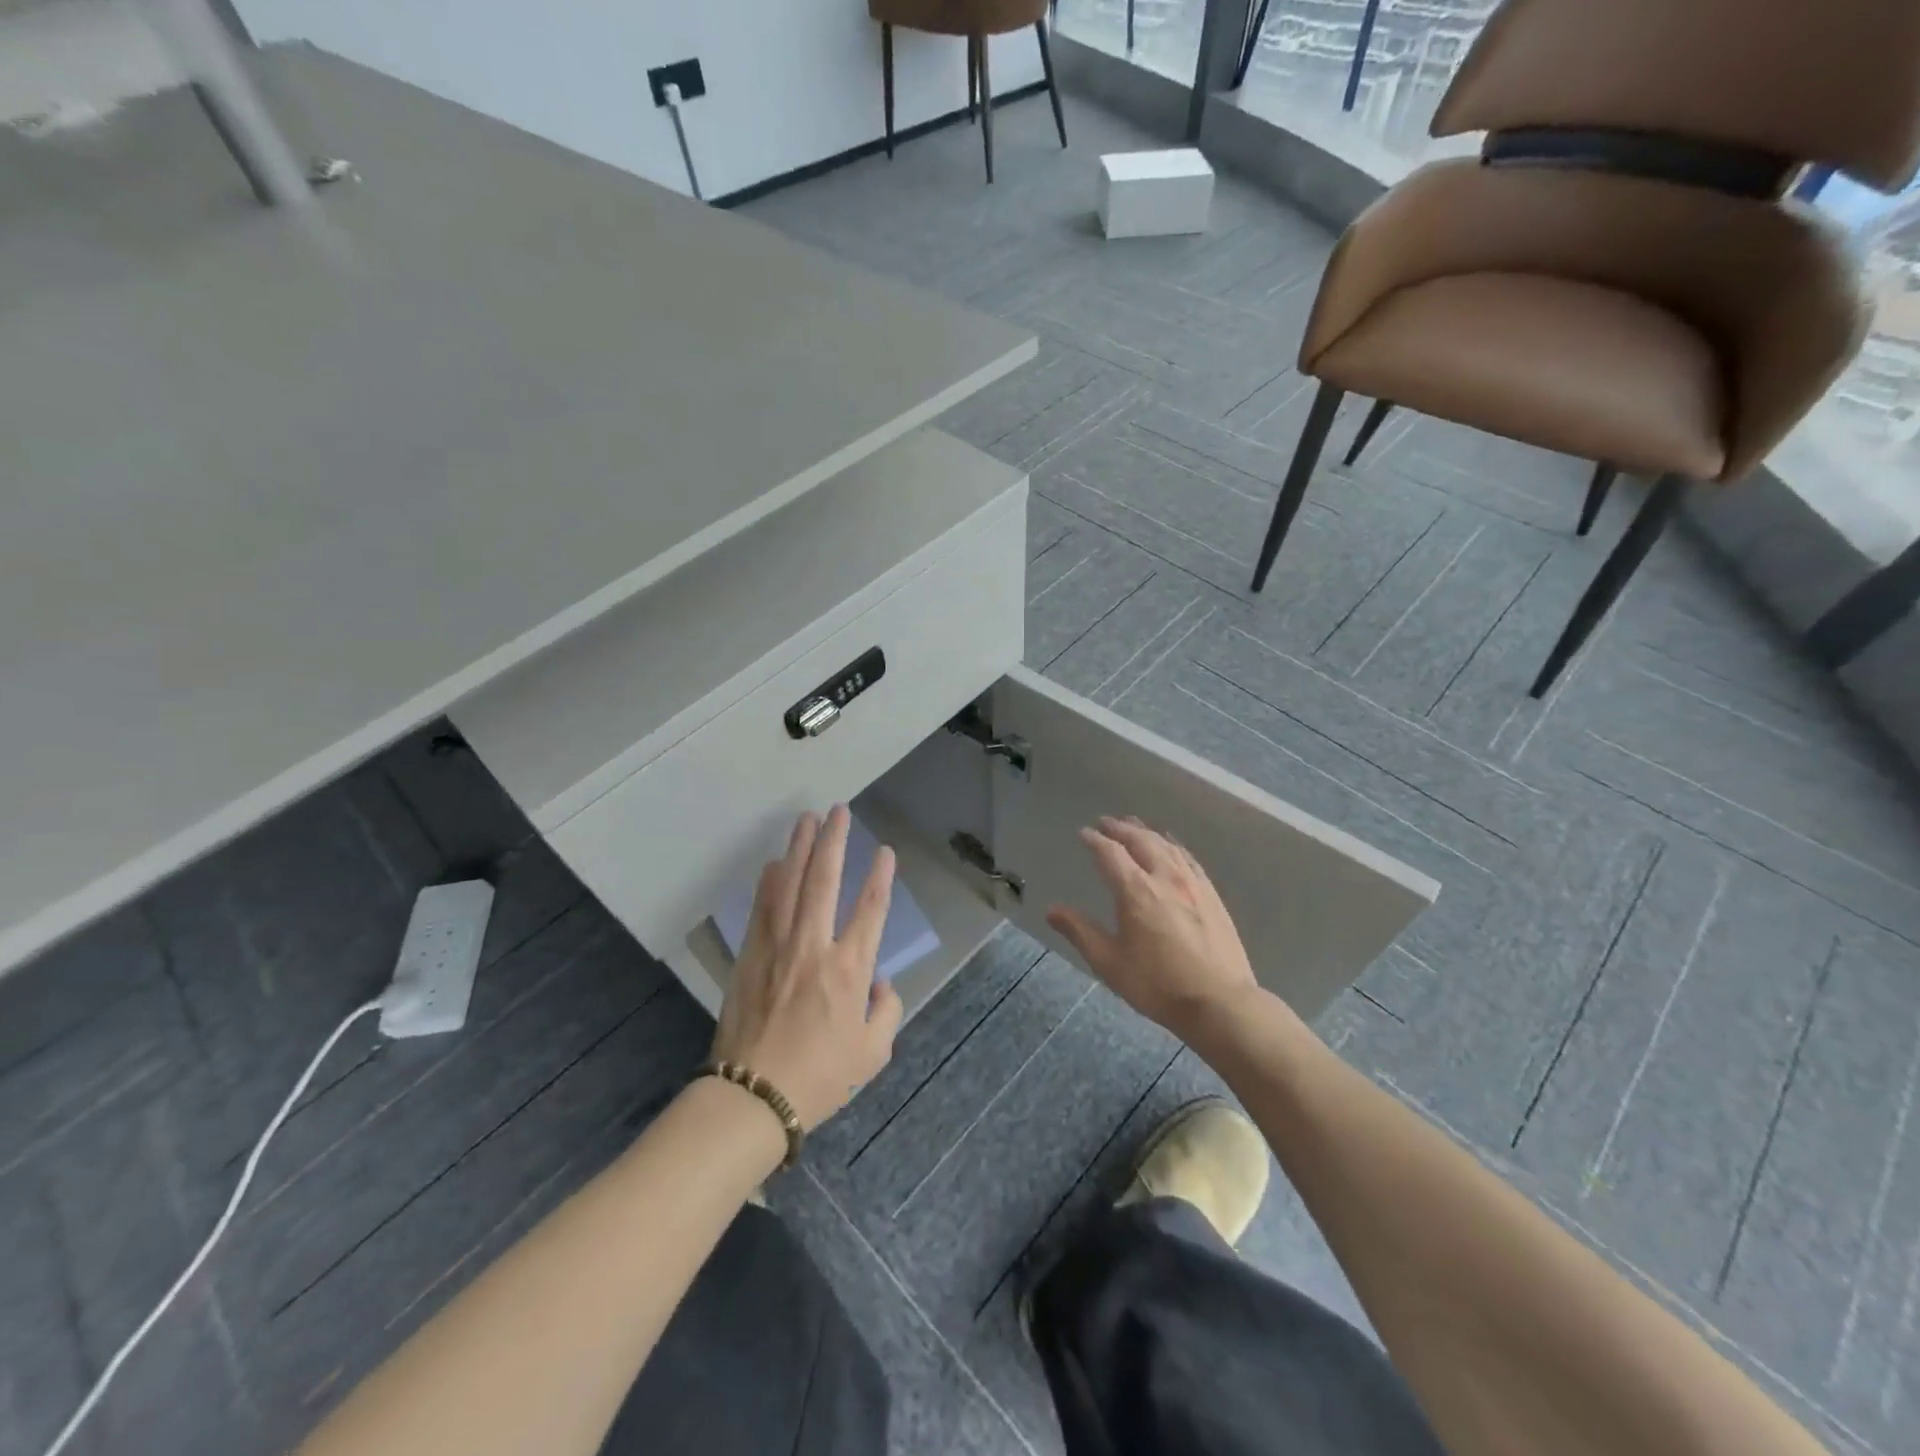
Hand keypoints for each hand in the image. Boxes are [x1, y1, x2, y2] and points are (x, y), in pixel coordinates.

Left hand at [711, 806, 902, 1129]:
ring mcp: (778, 947)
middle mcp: (815, 946)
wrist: (753, 1096)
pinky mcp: (750, 955)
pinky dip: (769, 881)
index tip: (886, 851)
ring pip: (790, 884)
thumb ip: (886, 1010)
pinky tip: (774, 862)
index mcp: (850, 969)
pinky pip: (761, 908)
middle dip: (835, 841)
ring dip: (800, 848)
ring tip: (807, 819)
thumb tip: (880, 983)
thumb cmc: (820, 1078)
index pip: (871, 909)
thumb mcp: (873, 1053)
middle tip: (839, 811)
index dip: (881, 876)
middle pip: (825, 880)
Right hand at [1046, 816, 1261, 1038]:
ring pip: (1166, 845)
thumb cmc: (1158, 985)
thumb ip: (1080, 931)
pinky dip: (1173, 845)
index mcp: (1136, 891)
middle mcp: (1164, 877)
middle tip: (1107, 822)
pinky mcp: (1212, 895)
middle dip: (1121, 828)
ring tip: (1134, 826)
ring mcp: (1192, 884)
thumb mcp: (1110, 963)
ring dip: (1146, 832)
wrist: (1220, 1002)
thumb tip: (1051, 910)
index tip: (1084, 833)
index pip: (1110, 853)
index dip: (1095, 840)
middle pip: (1140, 840)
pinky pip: (1188, 858)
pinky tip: (1172, 846)